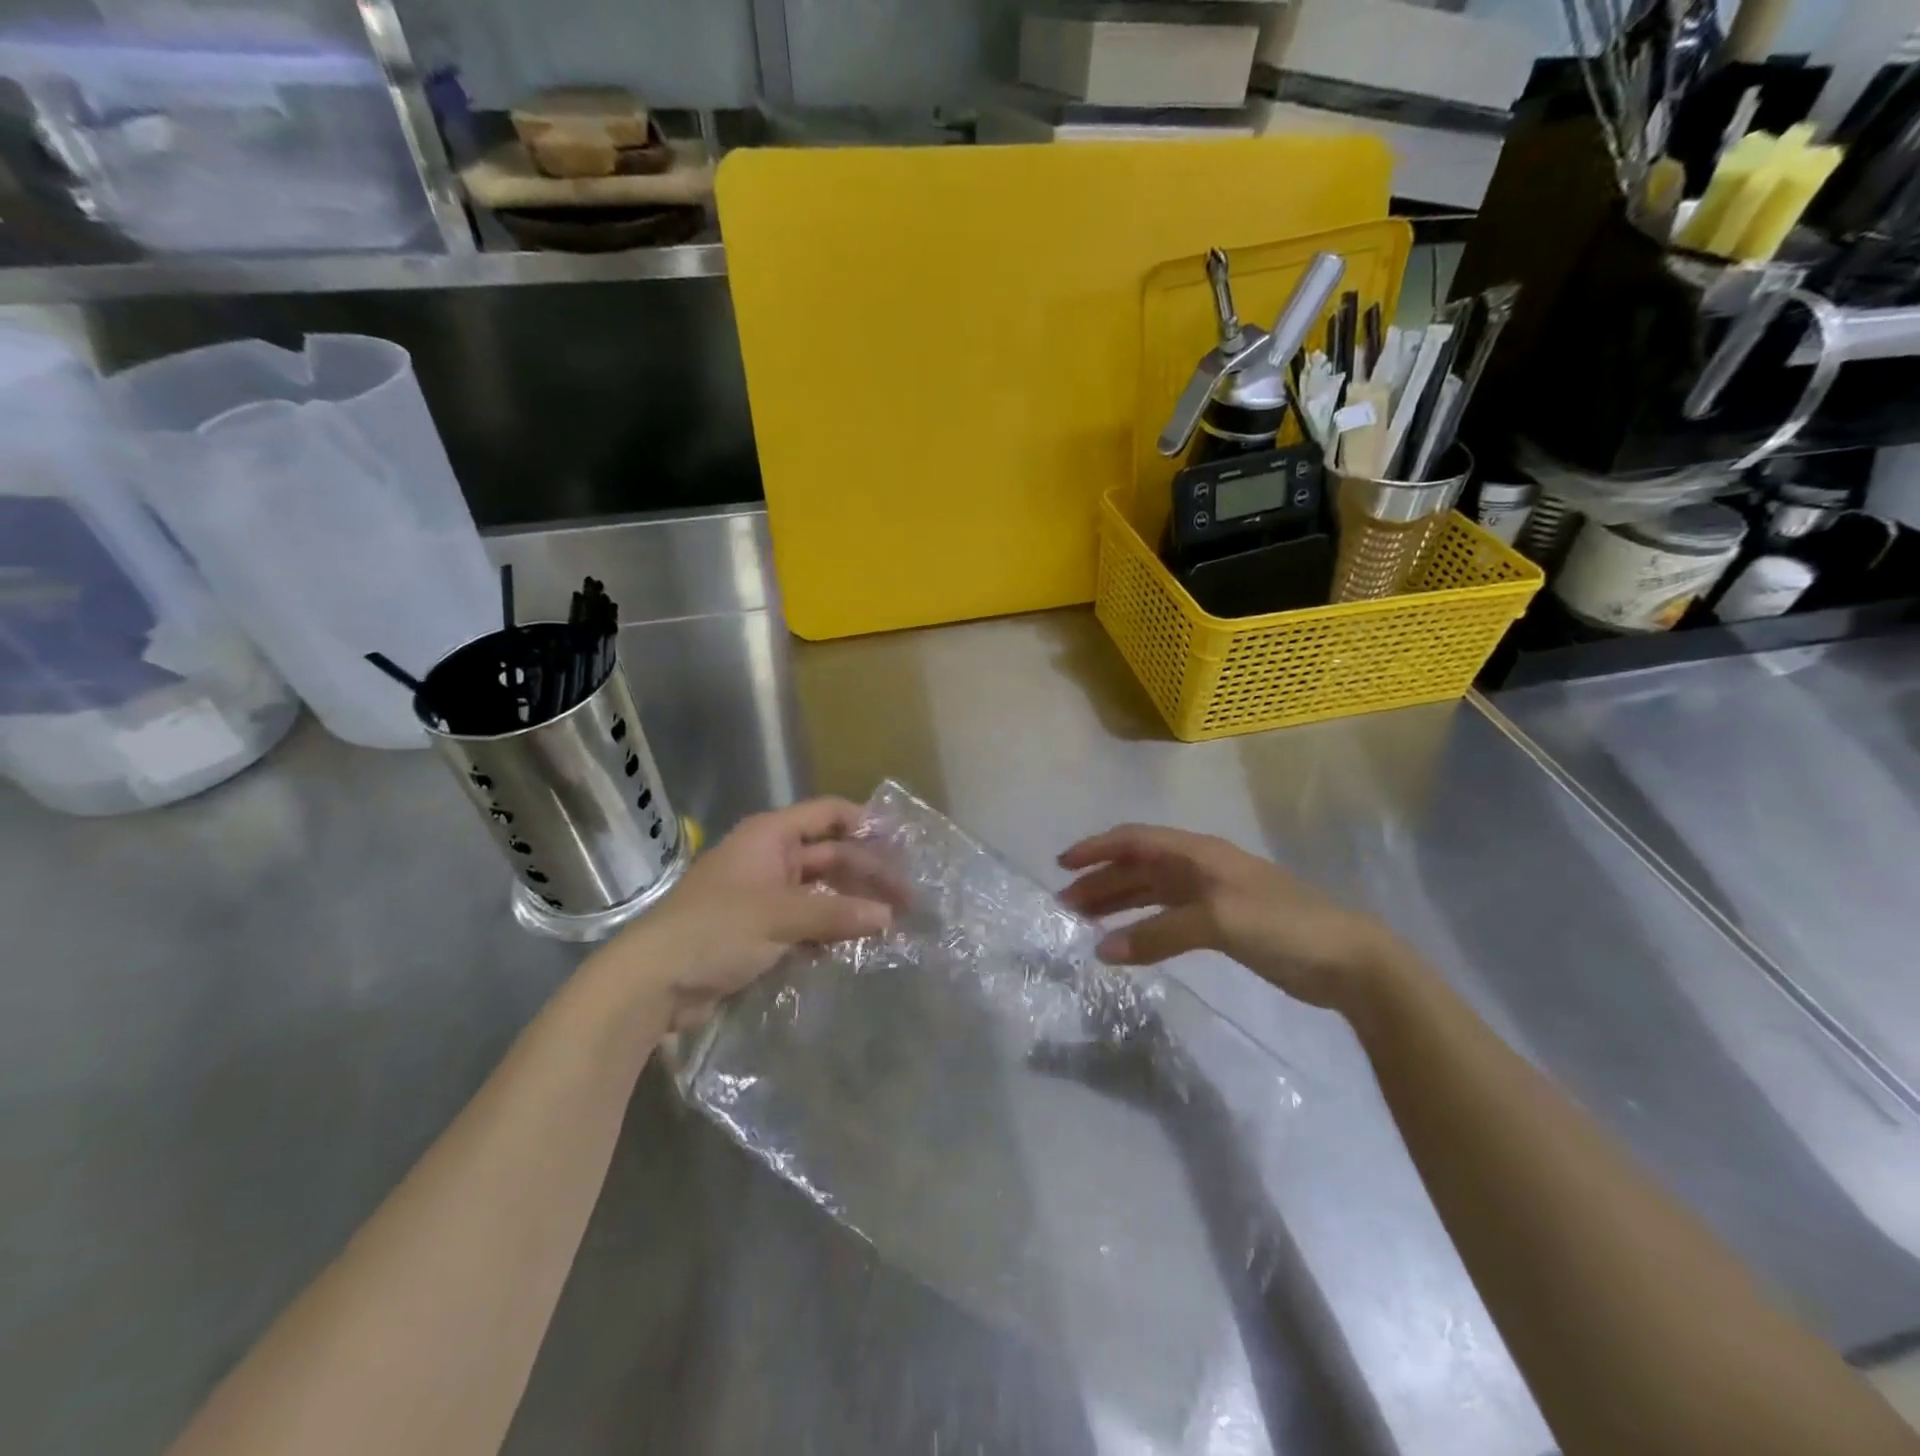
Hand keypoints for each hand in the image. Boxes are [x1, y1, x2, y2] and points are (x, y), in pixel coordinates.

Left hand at [594, 797, 902, 1031]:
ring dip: (852, 905)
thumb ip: (837, 915)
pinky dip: (829, 930)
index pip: (828, 814)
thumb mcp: (780, 917)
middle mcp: (770, 857)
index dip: (865, 822)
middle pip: (830, 855)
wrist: (651, 983)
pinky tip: (855, 946)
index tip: (903, 844)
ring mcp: (764, 895)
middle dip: (868, 874)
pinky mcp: (760, 930)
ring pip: (821, 891)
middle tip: (909, 900)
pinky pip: (806, 921)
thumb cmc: (715, 930)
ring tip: (891, 924)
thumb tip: (889, 918)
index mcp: (770, 836)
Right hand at [1057, 825, 1398, 1010]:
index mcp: (1198, 853)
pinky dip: (1142, 926)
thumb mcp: (1217, 921)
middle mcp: (1199, 867)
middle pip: (1138, 866)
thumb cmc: (1282, 925)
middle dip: (1100, 881)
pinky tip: (1127, 942)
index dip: (1097, 849)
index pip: (1135, 840)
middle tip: (1065, 905)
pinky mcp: (1222, 925)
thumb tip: (1101, 950)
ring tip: (1085, 922)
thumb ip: (1158, 933)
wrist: (1348, 960)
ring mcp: (1211, 896)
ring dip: (1117, 903)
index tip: (1062, 865)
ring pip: (1151, 892)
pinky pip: (1167, 918)